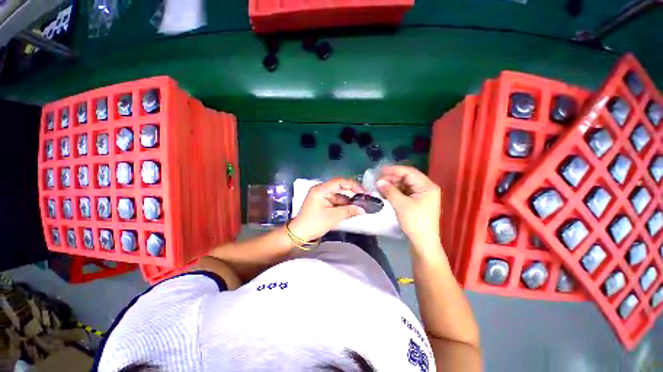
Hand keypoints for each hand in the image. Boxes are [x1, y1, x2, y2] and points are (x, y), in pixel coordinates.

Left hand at [289, 178, 365, 241]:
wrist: (300, 234)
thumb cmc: (314, 223)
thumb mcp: (333, 217)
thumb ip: (349, 211)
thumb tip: (363, 209)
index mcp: (321, 189)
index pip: (339, 182)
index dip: (352, 185)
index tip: (363, 192)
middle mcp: (321, 190)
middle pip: (339, 187)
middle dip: (352, 192)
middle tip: (364, 197)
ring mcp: (322, 196)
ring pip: (339, 195)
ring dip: (349, 200)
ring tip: (361, 205)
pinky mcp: (323, 203)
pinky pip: (336, 201)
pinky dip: (344, 205)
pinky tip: (353, 208)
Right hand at [377, 165, 440, 246]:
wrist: (423, 243)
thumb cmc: (415, 222)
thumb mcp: (401, 205)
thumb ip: (389, 191)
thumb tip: (379, 181)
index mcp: (427, 186)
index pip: (409, 172)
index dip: (393, 170)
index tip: (380, 170)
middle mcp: (426, 188)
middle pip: (407, 178)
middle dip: (392, 178)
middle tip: (378, 179)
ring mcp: (422, 195)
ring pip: (405, 185)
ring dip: (392, 185)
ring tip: (380, 186)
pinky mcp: (417, 202)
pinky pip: (405, 192)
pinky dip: (395, 191)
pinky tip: (386, 192)